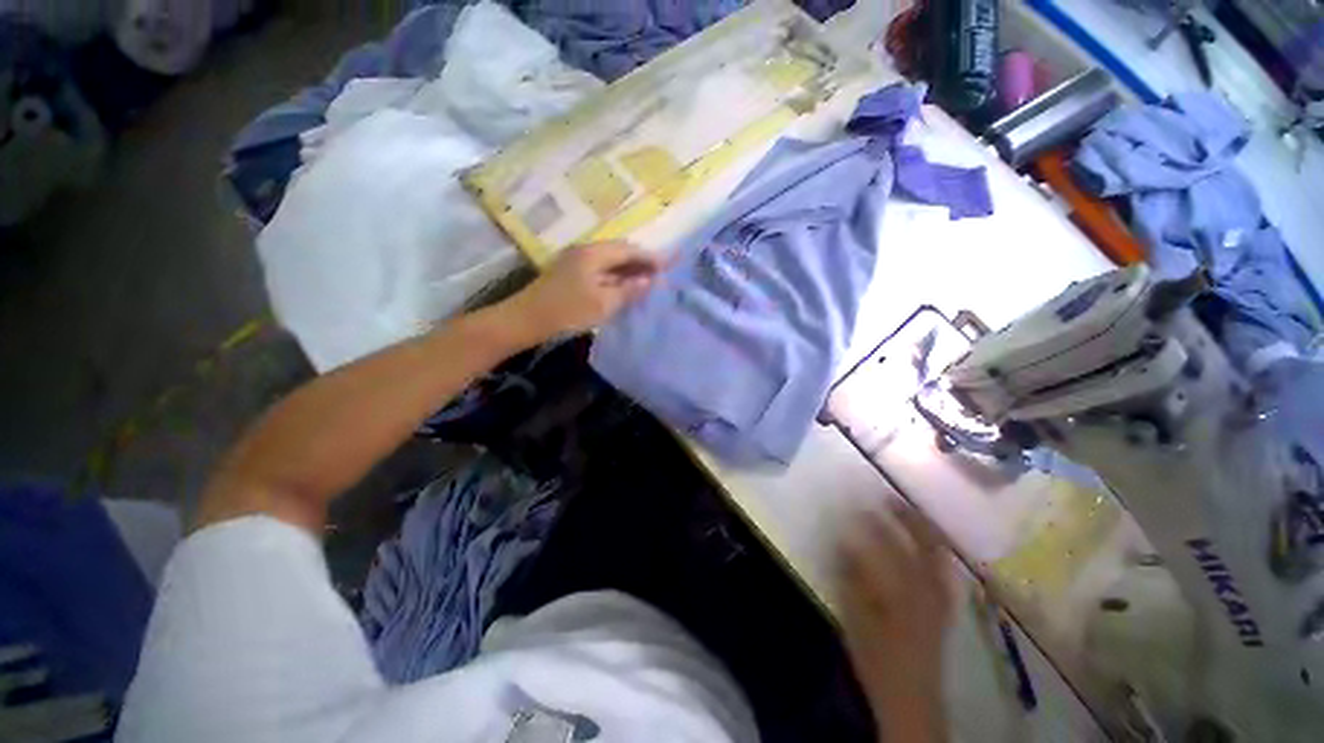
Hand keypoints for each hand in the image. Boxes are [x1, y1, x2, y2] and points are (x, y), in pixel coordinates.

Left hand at [499, 241, 663, 346]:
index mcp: (594, 253)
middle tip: (661, 273)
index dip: (650, 257)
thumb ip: (628, 290)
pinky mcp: (570, 274)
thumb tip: (649, 281)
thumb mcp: (603, 303)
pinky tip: (624, 287)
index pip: (629, 250)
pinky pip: (600, 270)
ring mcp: (575, 261)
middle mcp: (585, 251)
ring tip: (647, 280)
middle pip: (619, 252)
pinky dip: (615, 277)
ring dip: (628, 270)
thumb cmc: (567, 311)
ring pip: (609, 261)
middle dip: (641, 262)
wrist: (525, 320)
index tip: (670, 264)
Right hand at [841, 502, 955, 742]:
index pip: (890, 543)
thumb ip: (851, 578)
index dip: (873, 519)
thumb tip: (843, 541)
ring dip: (923, 529)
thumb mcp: (857, 618)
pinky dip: (933, 550)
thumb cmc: (879, 658)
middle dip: (907, 516)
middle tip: (888, 496)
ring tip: (907, 511)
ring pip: (938, 554)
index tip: (858, 501)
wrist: (912, 699)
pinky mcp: (943, 607)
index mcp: (905, 590)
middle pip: (925, 543)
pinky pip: (942, 569)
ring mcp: (940, 597)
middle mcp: (929, 588)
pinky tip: (925, 544)